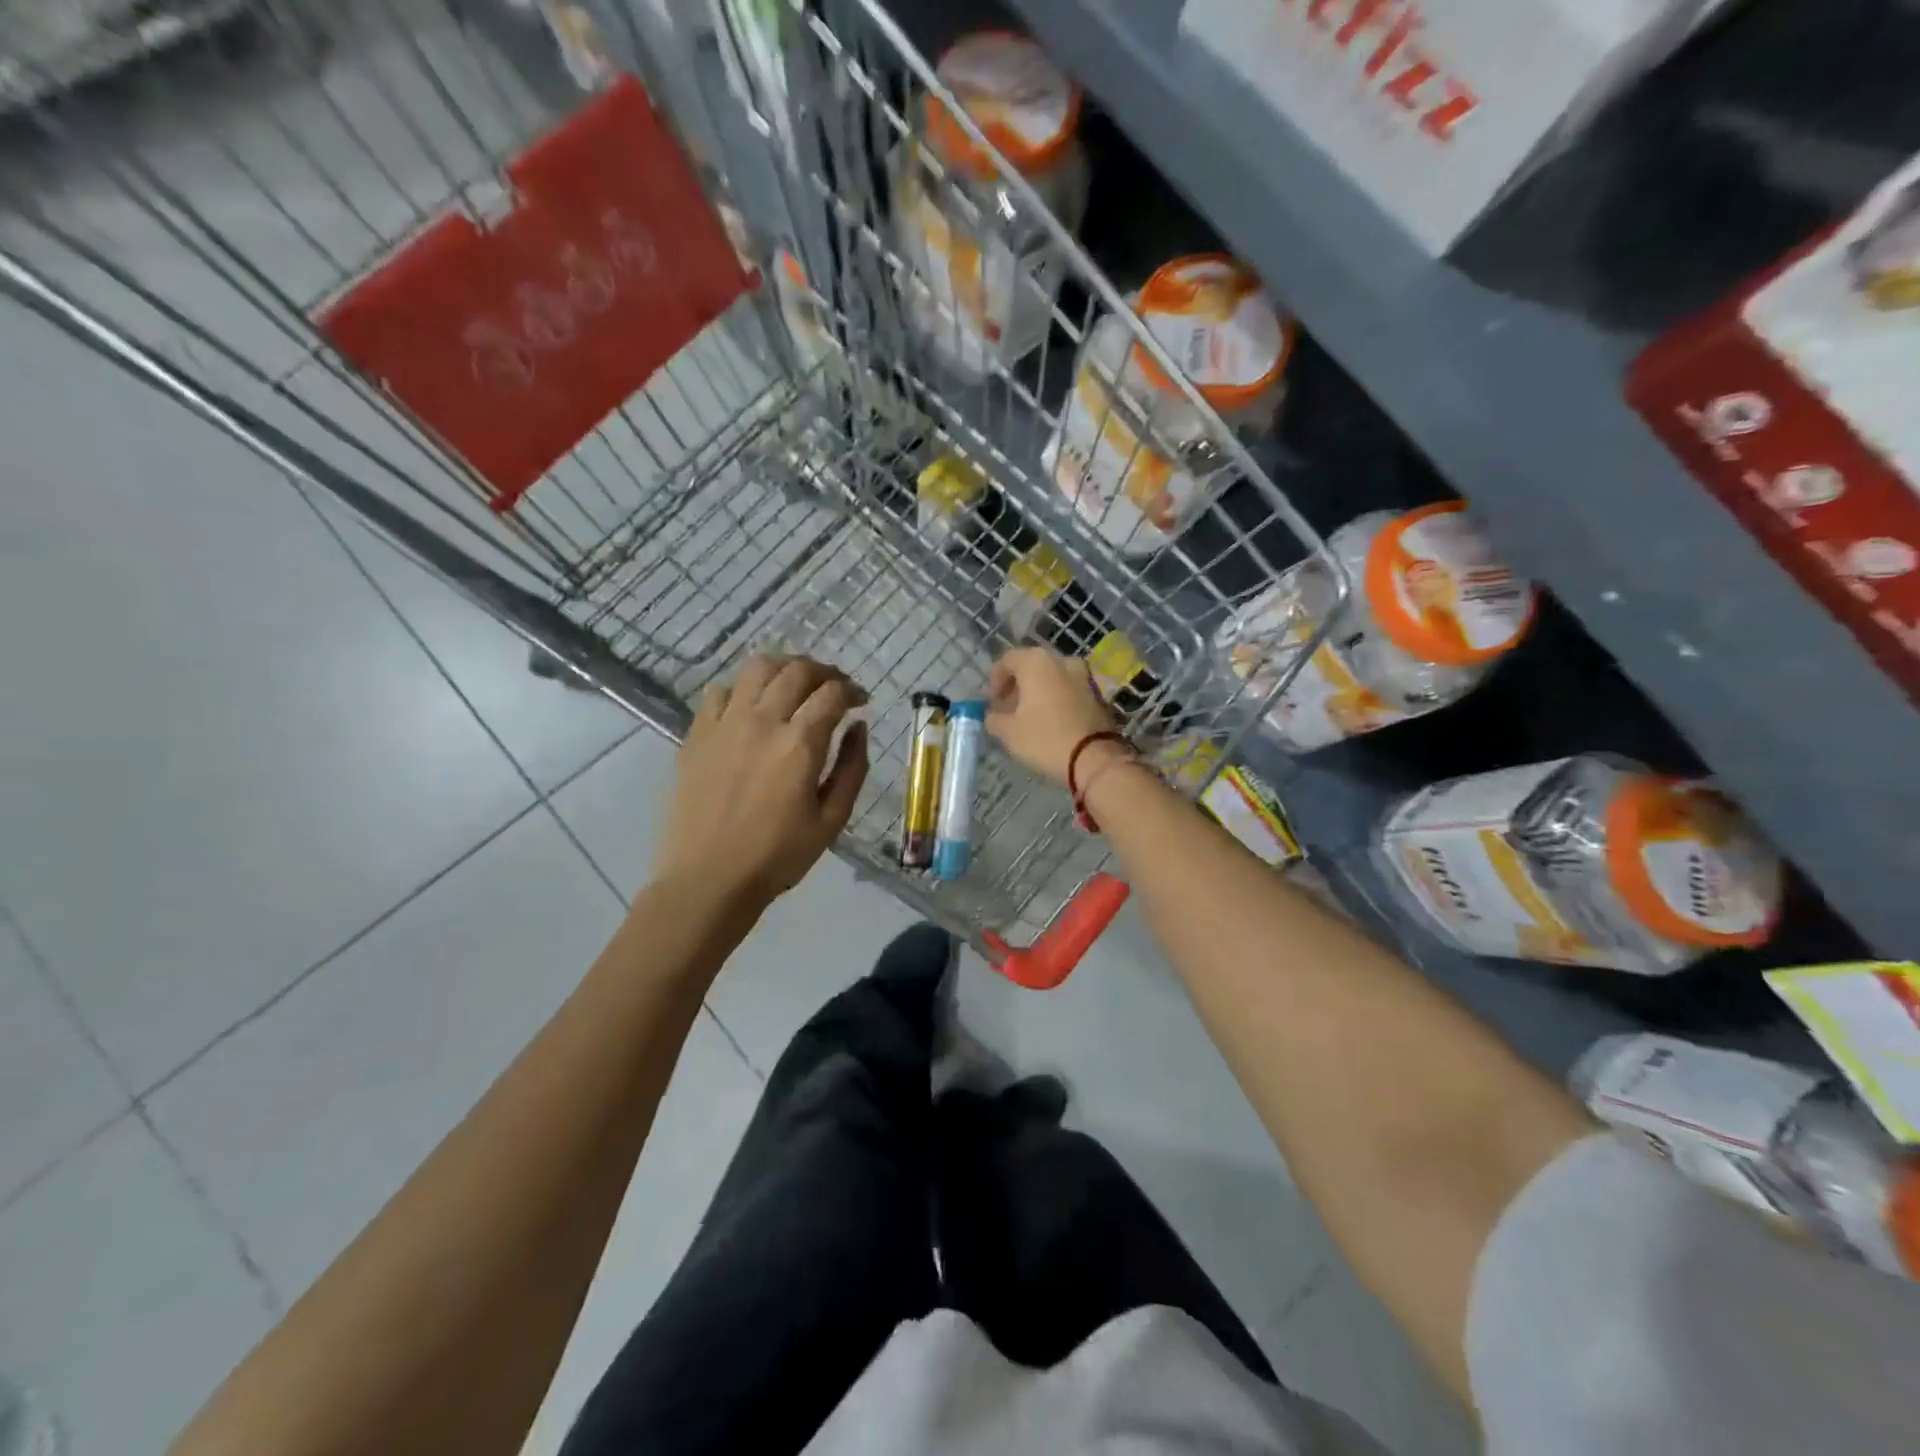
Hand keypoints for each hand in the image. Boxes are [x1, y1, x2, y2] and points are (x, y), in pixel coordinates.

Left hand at [655, 654, 868, 912]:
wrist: (708, 879)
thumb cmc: (777, 857)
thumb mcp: (832, 820)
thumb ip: (852, 768)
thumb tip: (858, 727)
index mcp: (800, 744)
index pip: (832, 693)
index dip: (852, 690)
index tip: (860, 701)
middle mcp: (762, 721)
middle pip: (798, 671)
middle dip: (824, 672)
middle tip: (834, 689)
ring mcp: (724, 723)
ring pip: (757, 668)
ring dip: (784, 668)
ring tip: (794, 685)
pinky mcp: (697, 734)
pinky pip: (719, 692)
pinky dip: (742, 689)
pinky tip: (750, 707)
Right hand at [985, 647, 1120, 785]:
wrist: (1095, 758)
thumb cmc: (1045, 739)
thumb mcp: (1008, 732)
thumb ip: (994, 718)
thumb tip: (993, 715)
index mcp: (1037, 662)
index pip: (1007, 660)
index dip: (995, 680)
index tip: (991, 702)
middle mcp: (1062, 661)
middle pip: (1031, 667)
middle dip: (1017, 687)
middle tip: (1007, 709)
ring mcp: (1084, 676)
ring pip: (1052, 678)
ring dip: (1037, 693)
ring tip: (1029, 718)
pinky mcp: (1097, 694)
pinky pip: (1068, 690)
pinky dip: (1056, 700)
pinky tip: (1050, 722)